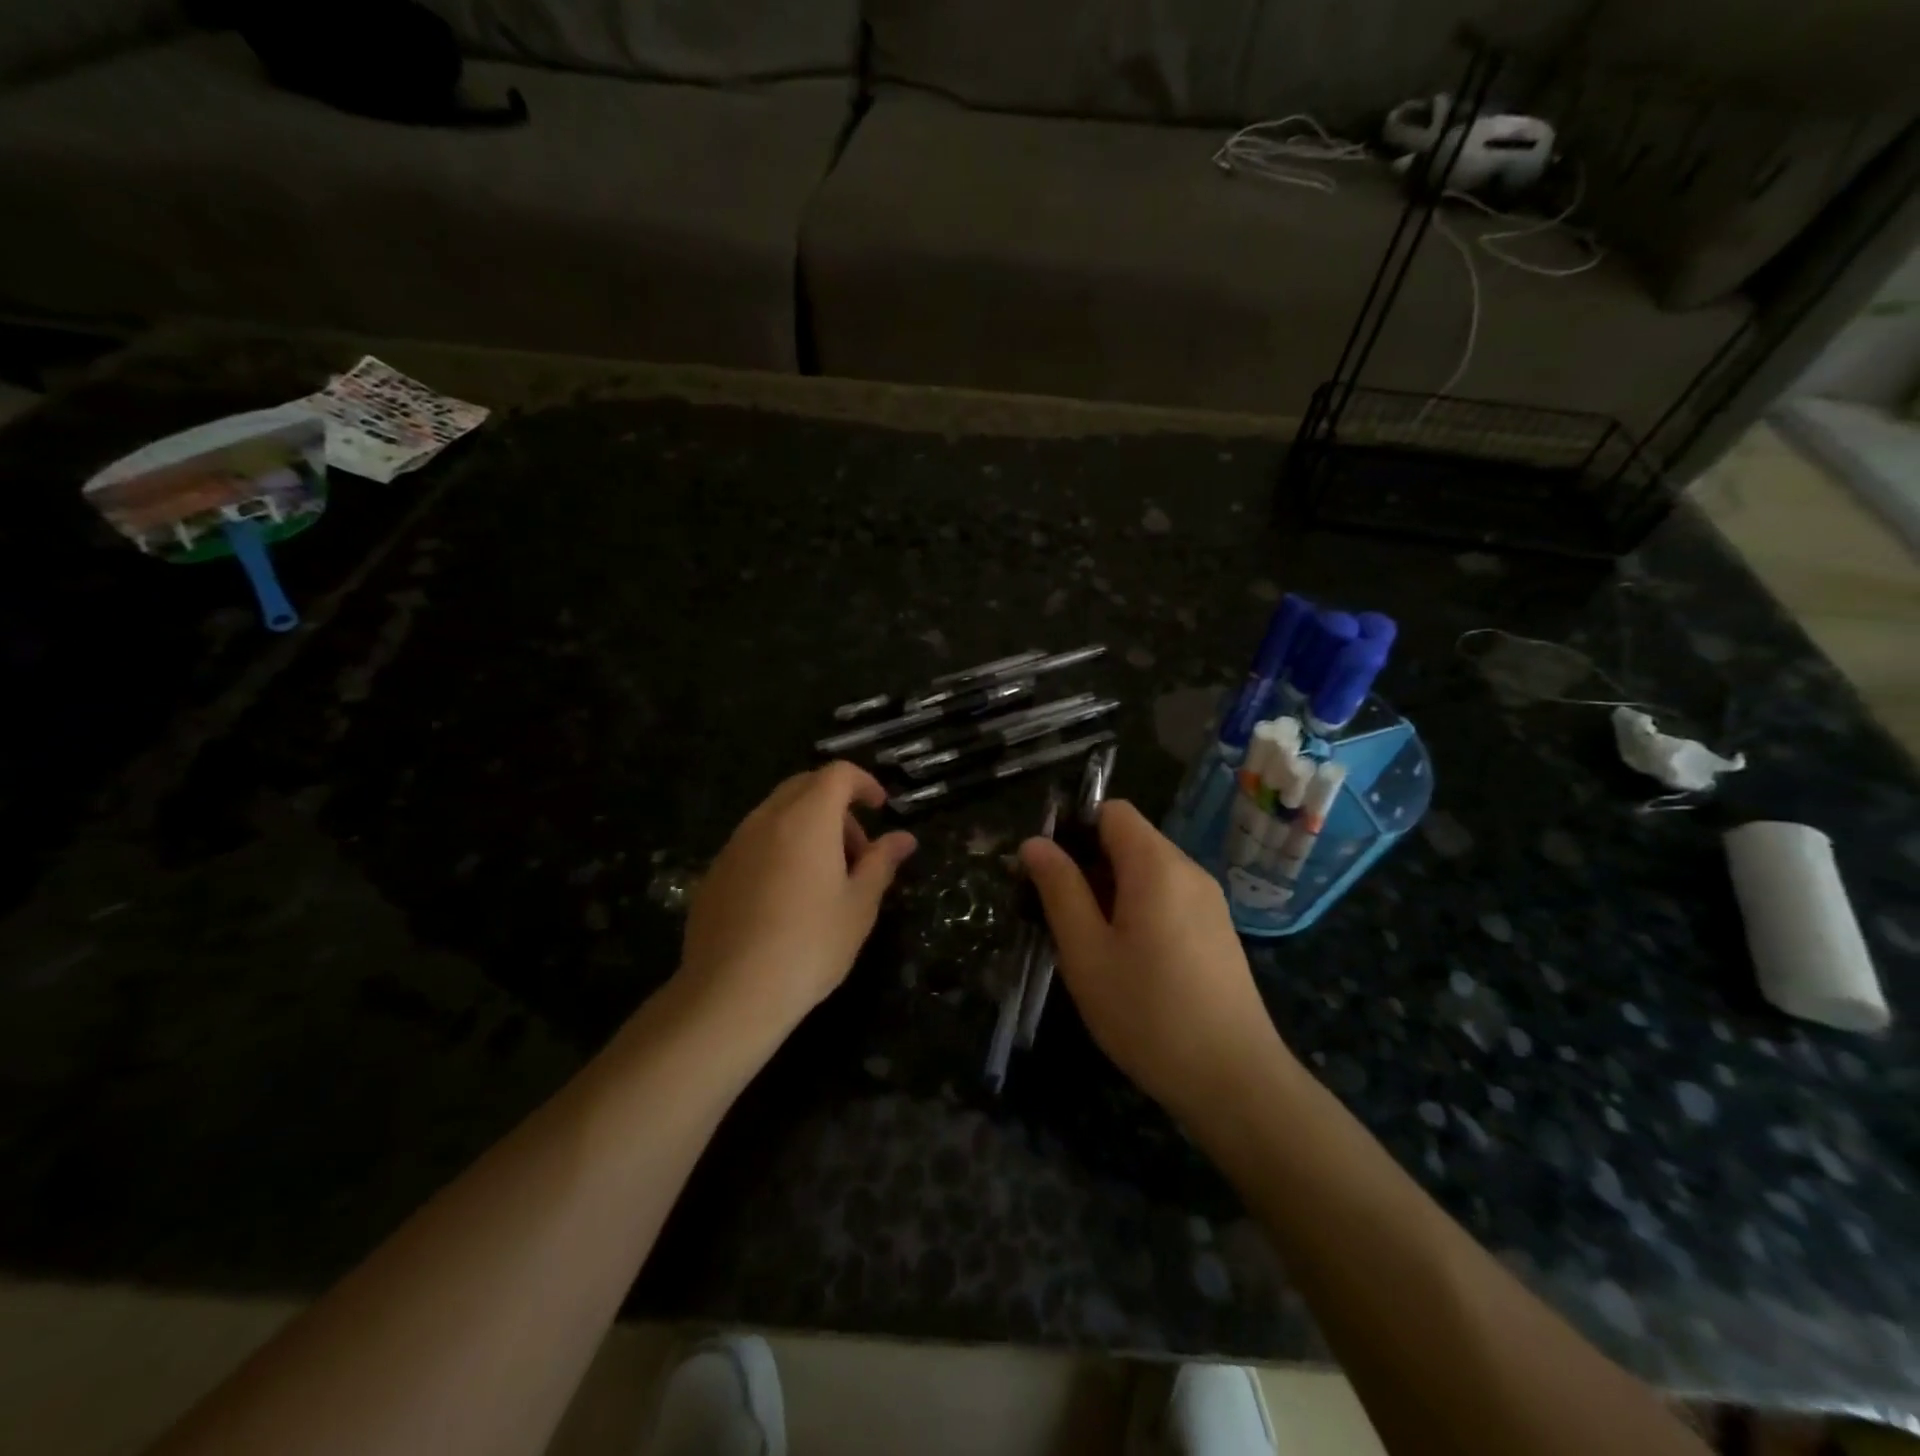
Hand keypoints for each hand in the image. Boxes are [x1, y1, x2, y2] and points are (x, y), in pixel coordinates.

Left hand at [678, 762, 916, 1041]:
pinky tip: (785, 900)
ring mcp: (734, 845)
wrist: (731, 993)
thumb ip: (881, 863)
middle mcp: (766, 820)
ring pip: (776, 815)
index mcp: (807, 819)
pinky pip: (753, 843)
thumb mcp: (859, 906)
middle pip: (804, 787)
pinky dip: (778, 850)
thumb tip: (904, 838)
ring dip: (806, 829)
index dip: (863, 783)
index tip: (880, 809)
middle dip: (836, 807)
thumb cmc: (810, 945)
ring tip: (824, 880)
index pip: (837, 774)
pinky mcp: (714, 873)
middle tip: (857, 851)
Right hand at [1019, 800, 1288, 1118]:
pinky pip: (1168, 898)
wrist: (1236, 1082)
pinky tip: (1124, 959)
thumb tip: (1035, 842)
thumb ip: (1059, 890)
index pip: (1112, 810)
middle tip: (1053, 911)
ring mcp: (1209, 902)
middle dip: (1087, 863)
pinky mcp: (1217, 931)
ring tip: (1083, 941)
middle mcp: (1189, 871)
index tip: (1046, 868)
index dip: (1074, 826)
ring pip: (1147, 872)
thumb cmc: (1149, 1014)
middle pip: (1129, 840)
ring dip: (1109, 890)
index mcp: (1156, 865)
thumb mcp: (1086, 953)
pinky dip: (1137, 909)